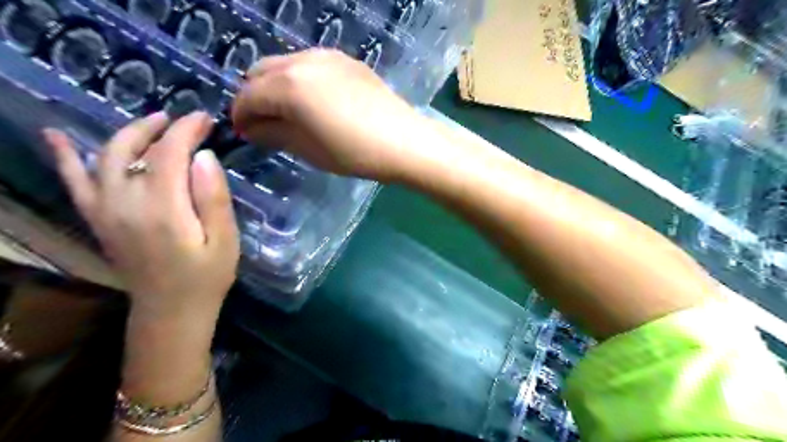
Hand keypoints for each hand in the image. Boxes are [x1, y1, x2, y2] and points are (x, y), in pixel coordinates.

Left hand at [42, 113, 237, 320]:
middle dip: (161, 128)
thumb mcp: (225, 240)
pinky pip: (75, 183)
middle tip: (187, 120)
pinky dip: (65, 158)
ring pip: (105, 158)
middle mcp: (125, 204)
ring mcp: (105, 211)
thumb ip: (214, 198)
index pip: (169, 154)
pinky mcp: (98, 220)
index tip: (205, 119)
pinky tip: (57, 137)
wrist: (171, 311)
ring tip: (153, 123)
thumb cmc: (207, 276)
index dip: (187, 131)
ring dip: (128, 134)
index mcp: (163, 210)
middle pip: (134, 150)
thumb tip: (205, 156)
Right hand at [231, 46, 433, 181]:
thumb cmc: (354, 153)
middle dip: (254, 96)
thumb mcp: (308, 150)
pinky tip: (313, 101)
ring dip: (276, 85)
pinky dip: (299, 79)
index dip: (240, 116)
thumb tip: (252, 128)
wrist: (403, 141)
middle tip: (263, 123)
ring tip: (287, 112)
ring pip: (285, 64)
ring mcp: (327, 56)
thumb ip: (274, 134)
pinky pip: (310, 64)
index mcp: (289, 85)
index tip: (243, 133)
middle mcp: (303, 61)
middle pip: (261, 72)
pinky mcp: (347, 60)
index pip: (248, 96)